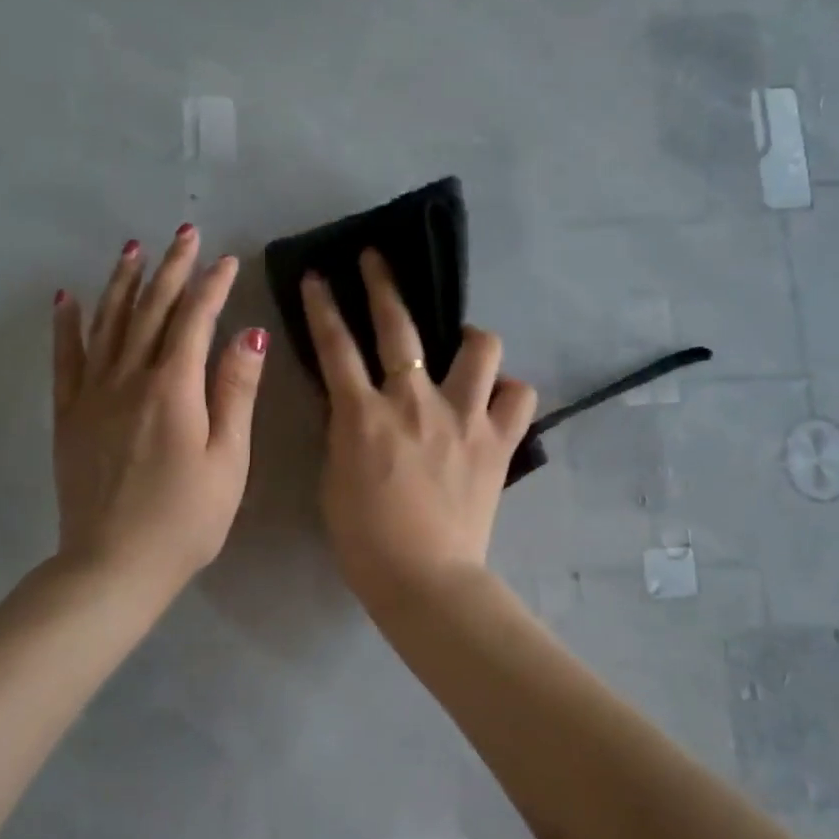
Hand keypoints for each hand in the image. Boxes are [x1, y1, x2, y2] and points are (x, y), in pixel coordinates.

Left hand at [53, 225, 266, 596]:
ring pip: (108, 324)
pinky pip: (66, 359)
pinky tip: (66, 298)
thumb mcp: (228, 459)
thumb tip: (250, 334)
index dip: (213, 286)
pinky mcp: (69, 416)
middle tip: (184, 233)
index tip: (227, 260)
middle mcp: (129, 378)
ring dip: (122, 283)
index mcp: (174, 388)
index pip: (195, 320)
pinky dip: (67, 325)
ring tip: (132, 249)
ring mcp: (93, 395)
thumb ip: (236, 393)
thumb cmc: (186, 519)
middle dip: (170, 269)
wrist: (113, 565)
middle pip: (150, 310)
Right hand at [301, 250, 537, 606]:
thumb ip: (343, 433)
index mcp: (364, 414)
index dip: (323, 306)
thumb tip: (352, 405)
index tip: (319, 277)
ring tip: (465, 347)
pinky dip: (509, 393)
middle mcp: (415, 402)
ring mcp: (463, 417)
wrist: (424, 579)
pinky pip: (519, 396)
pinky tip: (497, 401)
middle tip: (378, 259)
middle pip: (399, 327)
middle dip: (383, 284)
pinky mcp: (498, 441)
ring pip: (481, 348)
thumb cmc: (365, 539)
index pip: (336, 345)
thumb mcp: (334, 479)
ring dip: (471, 339)